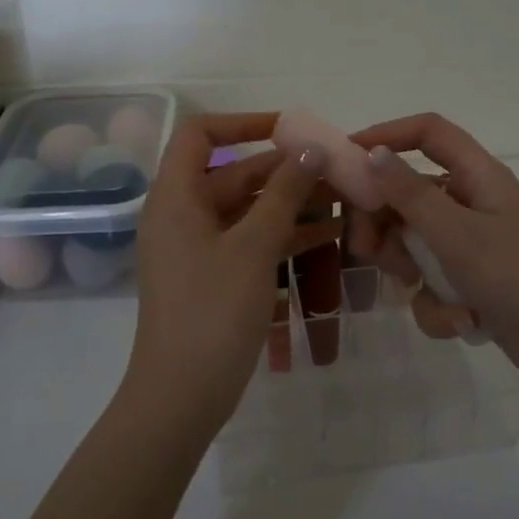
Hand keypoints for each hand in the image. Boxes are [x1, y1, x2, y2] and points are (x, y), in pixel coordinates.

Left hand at [125, 113, 336, 427]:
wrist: (182, 395)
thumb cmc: (212, 312)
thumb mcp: (253, 247)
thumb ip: (284, 194)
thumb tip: (311, 148)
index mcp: (176, 197)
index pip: (200, 135)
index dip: (243, 123)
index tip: (290, 129)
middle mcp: (182, 215)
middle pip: (233, 174)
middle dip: (284, 169)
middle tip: (335, 168)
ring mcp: (198, 248)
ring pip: (248, 210)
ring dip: (291, 203)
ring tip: (342, 198)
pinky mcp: (214, 276)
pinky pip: (250, 242)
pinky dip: (284, 235)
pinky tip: (328, 236)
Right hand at [345, 113, 518, 404]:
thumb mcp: (458, 235)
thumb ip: (411, 194)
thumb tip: (374, 153)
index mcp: (479, 177)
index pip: (429, 133)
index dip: (387, 135)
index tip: (346, 159)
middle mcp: (473, 203)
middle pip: (409, 193)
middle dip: (383, 223)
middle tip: (364, 250)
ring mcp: (472, 245)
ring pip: (414, 243)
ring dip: (408, 269)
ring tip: (416, 289)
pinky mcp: (472, 283)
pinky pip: (432, 282)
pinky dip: (436, 303)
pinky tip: (457, 322)